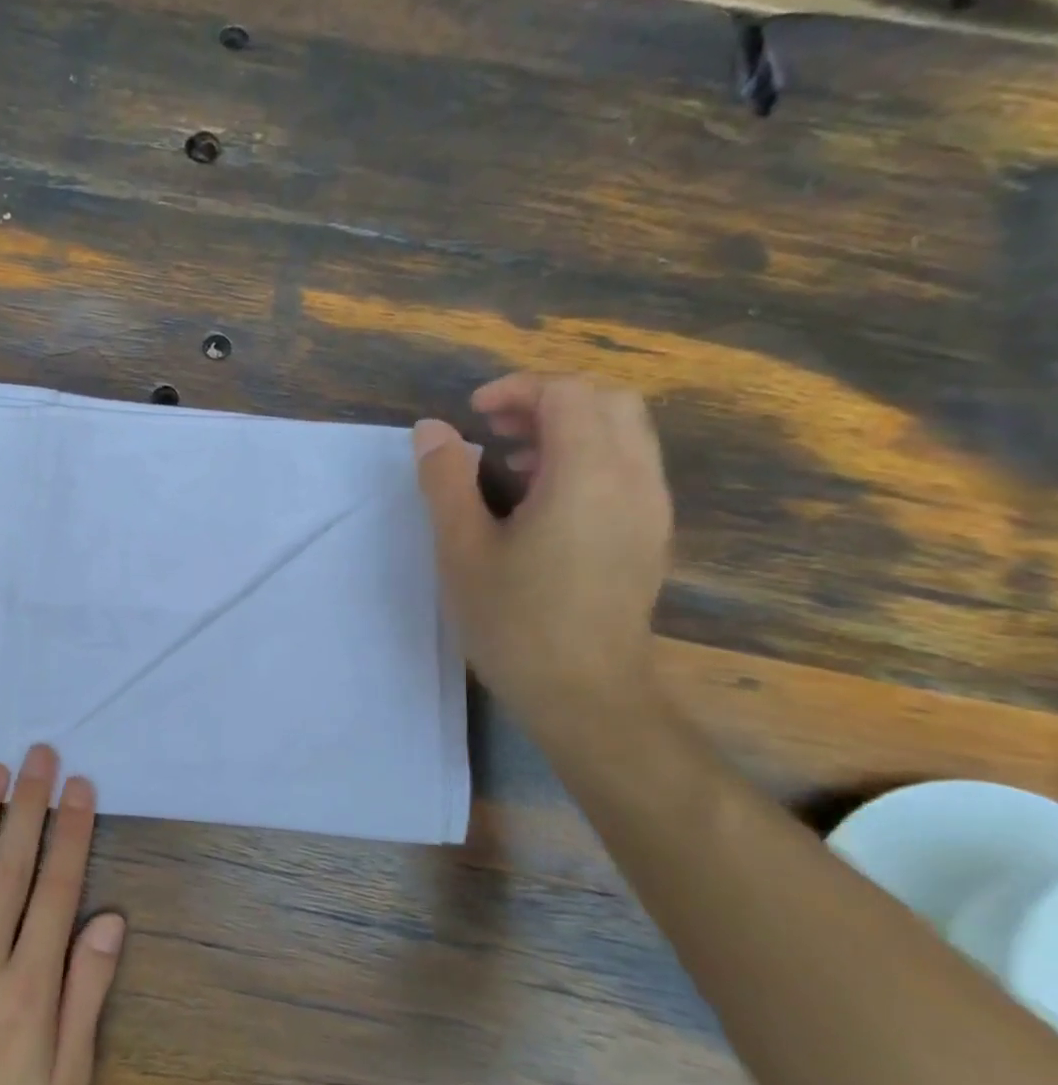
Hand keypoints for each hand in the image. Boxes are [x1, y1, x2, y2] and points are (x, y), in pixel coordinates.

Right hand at [414, 373, 672, 728]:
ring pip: (624, 433)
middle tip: (495, 430)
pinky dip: (586, 458)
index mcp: (588, 475)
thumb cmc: (515, 621)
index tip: (473, 415)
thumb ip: (445, 480)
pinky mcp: (650, 535)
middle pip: (607, 402)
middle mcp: (635, 478)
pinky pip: (628, 468)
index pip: (568, 393)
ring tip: (512, 464)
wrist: (585, 694)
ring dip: (568, 429)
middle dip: (547, 401)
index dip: (517, 389)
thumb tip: (432, 429)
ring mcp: (651, 508)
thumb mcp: (461, 549)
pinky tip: (543, 502)